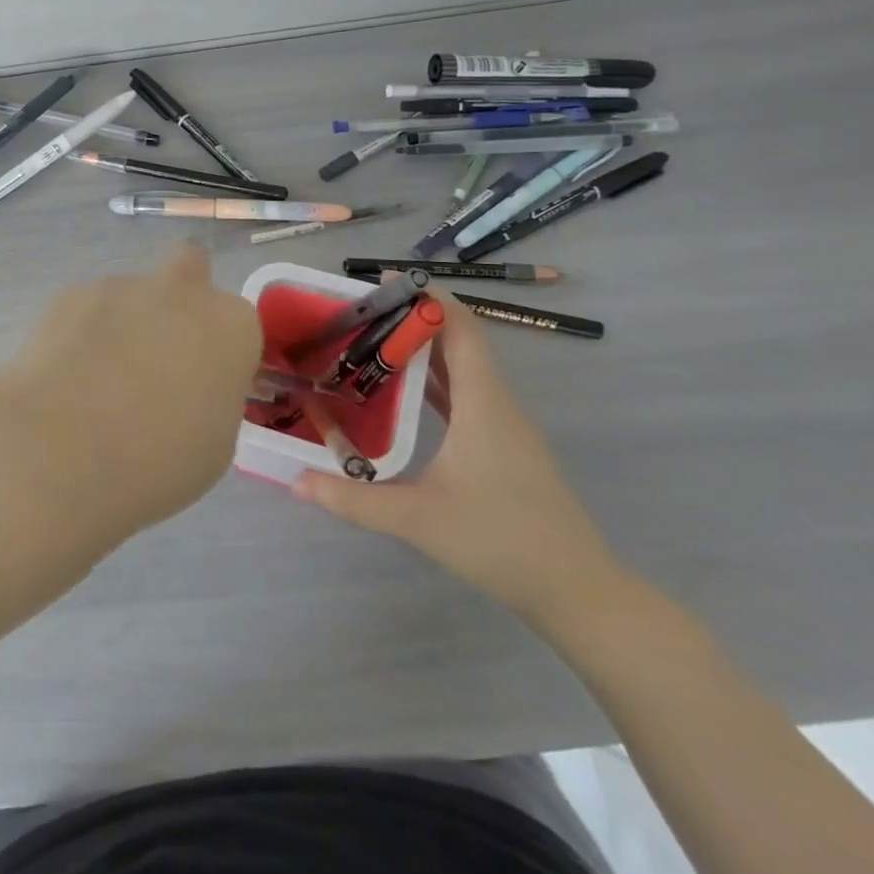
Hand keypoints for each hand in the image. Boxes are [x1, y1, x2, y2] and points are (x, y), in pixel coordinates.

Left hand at [0, 243, 263, 539]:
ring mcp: (122, 286)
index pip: (238, 326)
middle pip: (189, 269)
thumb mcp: (214, 445)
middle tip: (158, 355)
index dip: (220, 355)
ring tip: (95, 384)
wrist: (62, 450)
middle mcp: (181, 291)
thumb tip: (186, 390)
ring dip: (124, 324)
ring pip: (132, 295)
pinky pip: (87, 309)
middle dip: (179, 299)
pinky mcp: (70, 294)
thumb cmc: (158, 461)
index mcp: (231, 326)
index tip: (202, 387)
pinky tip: (64, 376)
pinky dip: (81, 333)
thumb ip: (210, 398)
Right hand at [292, 287, 625, 625]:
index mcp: (483, 404)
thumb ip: (354, 500)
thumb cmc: (501, 542)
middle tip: (361, 313)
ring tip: (373, 343)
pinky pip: (467, 396)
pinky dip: (436, 381)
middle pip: (459, 341)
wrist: (578, 593)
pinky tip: (405, 393)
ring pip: (464, 369)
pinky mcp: (505, 448)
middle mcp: (497, 404)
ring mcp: (505, 427)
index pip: (461, 328)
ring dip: (424, 349)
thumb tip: (296, 482)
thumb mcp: (418, 519)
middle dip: (414, 319)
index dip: (427, 296)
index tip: (383, 281)